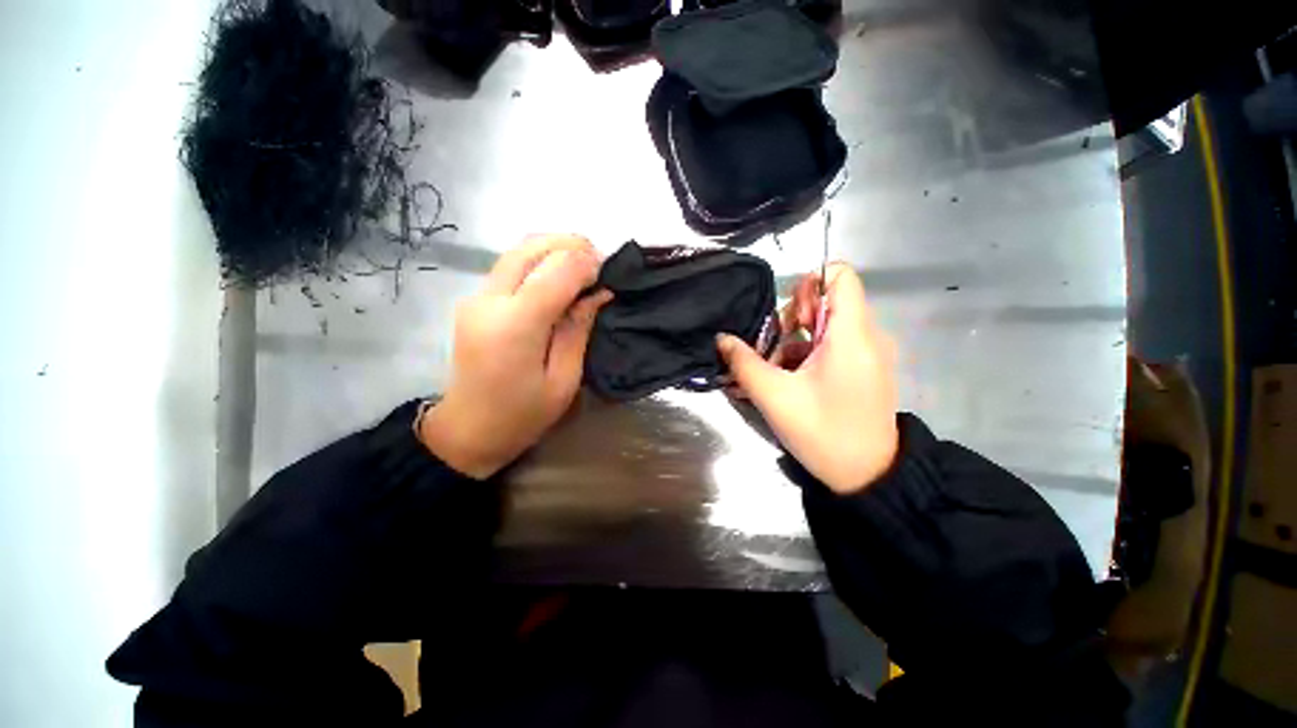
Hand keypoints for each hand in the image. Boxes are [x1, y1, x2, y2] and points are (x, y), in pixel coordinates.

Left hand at [420, 235, 611, 478]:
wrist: (467, 430)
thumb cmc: (522, 415)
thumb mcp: (564, 380)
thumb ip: (578, 329)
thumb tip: (598, 293)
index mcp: (515, 326)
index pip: (555, 272)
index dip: (587, 264)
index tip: (609, 275)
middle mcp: (490, 301)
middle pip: (531, 247)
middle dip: (571, 245)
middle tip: (600, 263)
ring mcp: (477, 298)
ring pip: (518, 250)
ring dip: (555, 248)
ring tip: (584, 267)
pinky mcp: (475, 301)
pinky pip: (511, 266)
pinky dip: (540, 260)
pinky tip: (559, 277)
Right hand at [717, 263, 898, 493]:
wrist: (868, 477)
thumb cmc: (822, 433)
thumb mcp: (774, 396)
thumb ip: (744, 362)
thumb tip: (722, 339)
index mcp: (851, 335)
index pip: (840, 275)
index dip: (808, 284)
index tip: (787, 318)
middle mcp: (867, 336)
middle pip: (829, 299)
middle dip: (793, 319)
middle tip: (775, 350)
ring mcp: (869, 353)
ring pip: (828, 324)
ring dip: (796, 340)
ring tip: (776, 371)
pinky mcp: (866, 369)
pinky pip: (834, 345)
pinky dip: (809, 354)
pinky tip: (790, 380)